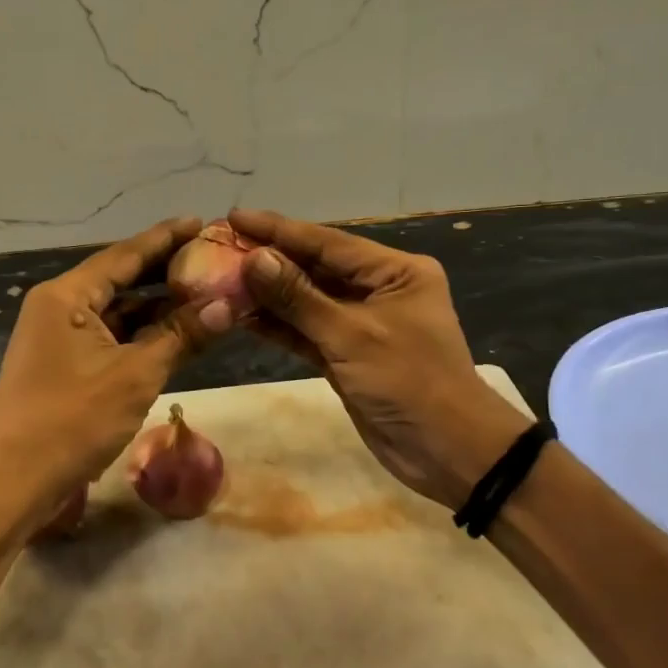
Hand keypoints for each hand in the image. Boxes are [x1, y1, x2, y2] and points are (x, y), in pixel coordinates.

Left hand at [0, 217, 228, 533]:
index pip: (125, 255)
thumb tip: (227, 306)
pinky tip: (177, 334)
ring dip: (157, 307)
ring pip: (118, 312)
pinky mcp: (65, 365)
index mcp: (67, 295)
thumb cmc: (72, 419)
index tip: (202, 223)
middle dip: (165, 271)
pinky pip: (111, 338)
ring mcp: (60, 337)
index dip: (166, 238)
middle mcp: (59, 306)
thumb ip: (181, 336)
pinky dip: (143, 335)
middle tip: (212, 259)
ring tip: (205, 294)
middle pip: (121, 279)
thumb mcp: (136, 375)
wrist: (12, 481)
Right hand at [230, 208, 527, 510]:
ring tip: (220, 279)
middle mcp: (378, 290)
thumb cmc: (409, 382)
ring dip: (268, 295)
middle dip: (269, 260)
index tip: (235, 216)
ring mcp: (361, 325)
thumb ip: (299, 298)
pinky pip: (307, 332)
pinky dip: (279, 326)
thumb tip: (254, 259)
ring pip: (307, 301)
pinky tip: (242, 316)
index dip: (279, 229)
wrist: (448, 451)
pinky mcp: (347, 356)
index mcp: (395, 272)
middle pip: (315, 268)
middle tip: (219, 247)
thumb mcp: (352, 336)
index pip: (328, 242)